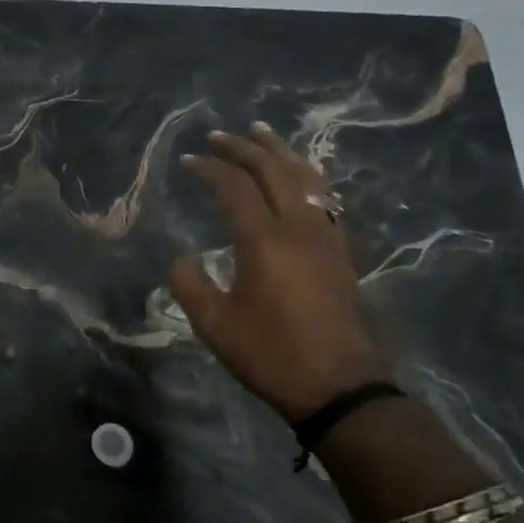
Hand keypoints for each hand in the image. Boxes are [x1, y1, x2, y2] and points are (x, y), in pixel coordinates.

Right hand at [170, 124, 390, 424]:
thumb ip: (190, 284)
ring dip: (280, 152)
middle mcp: (299, 228)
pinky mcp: (341, 252)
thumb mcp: (215, 325)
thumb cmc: (272, 355)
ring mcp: (326, 238)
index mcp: (264, 241)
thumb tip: (182, 259)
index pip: (235, 187)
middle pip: (273, 171)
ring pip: (306, 178)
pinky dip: (305, 175)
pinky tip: (299, 175)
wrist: (341, 389)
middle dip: (244, 148)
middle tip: (219, 135)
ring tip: (262, 133)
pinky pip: (323, 197)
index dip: (210, 167)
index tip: (188, 160)